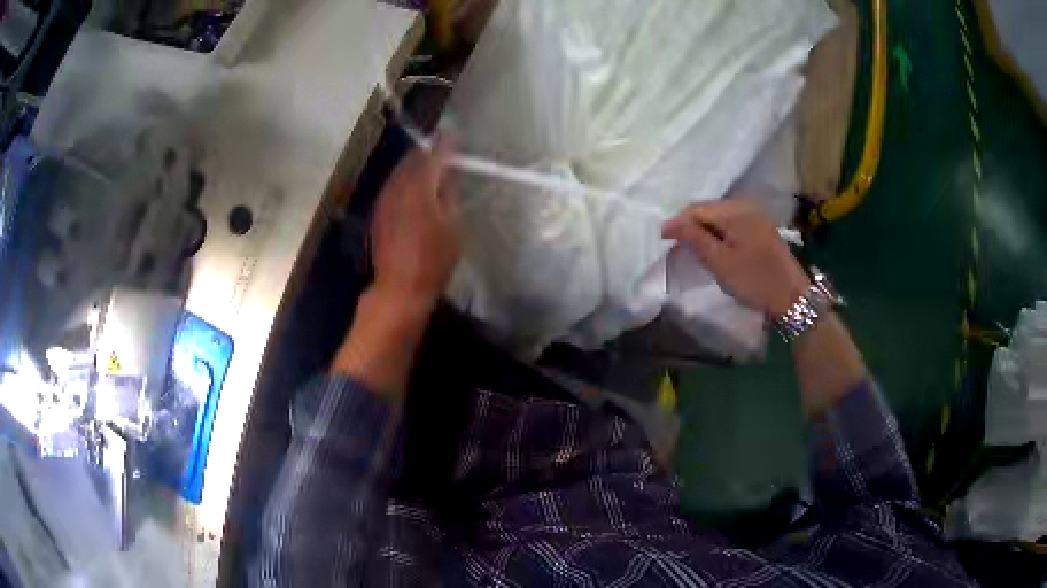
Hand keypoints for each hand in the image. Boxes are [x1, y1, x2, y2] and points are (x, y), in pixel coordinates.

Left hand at [371, 138, 460, 309]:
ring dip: (414, 166)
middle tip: (442, 148)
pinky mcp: (378, 213)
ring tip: (429, 165)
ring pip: (400, 173)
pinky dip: (404, 181)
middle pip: (412, 161)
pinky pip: (392, 186)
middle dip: (427, 152)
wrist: (399, 287)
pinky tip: (413, 187)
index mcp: (419, 189)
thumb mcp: (452, 227)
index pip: (433, 157)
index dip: (444, 144)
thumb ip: (448, 195)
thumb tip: (445, 176)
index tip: (453, 134)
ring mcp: (384, 201)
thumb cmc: (433, 260)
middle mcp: (397, 189)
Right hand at [662, 199, 809, 315]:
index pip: (695, 209)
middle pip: (707, 209)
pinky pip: (731, 223)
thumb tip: (669, 224)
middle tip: (676, 247)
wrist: (791, 296)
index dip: (677, 223)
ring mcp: (755, 215)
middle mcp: (744, 205)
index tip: (662, 241)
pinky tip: (715, 248)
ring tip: (693, 249)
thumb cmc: (754, 280)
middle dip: (690, 226)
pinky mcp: (760, 227)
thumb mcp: (720, 262)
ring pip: (719, 216)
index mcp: (734, 211)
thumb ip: (694, 239)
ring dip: (704, 230)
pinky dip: (718, 233)